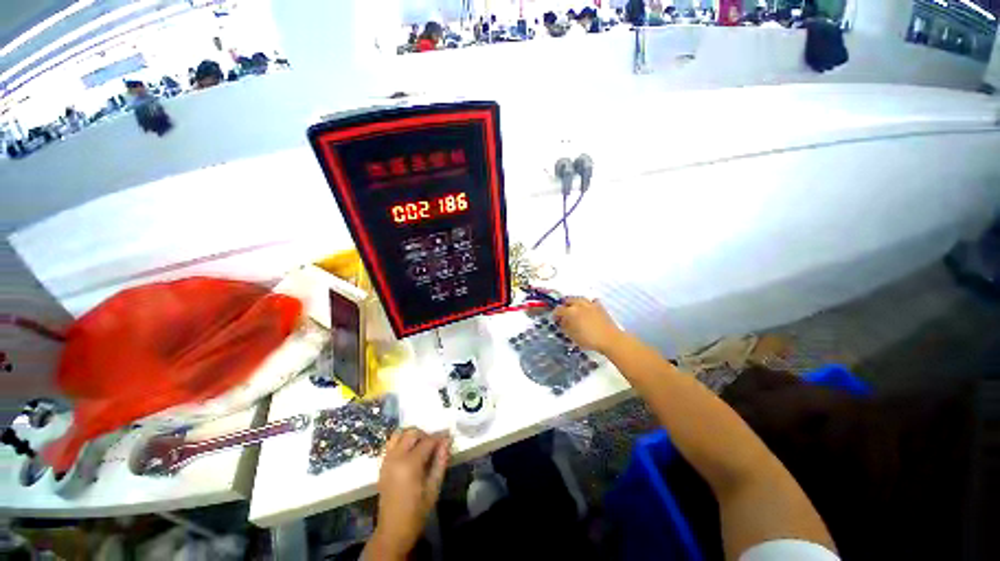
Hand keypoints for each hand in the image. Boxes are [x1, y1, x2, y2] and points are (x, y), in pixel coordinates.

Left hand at [367, 428, 450, 559]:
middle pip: (412, 433)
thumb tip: (447, 441)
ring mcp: (386, 460)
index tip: (448, 437)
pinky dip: (402, 441)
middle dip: (425, 434)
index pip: (427, 441)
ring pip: (399, 434)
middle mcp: (396, 458)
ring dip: (412, 435)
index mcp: (409, 465)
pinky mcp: (382, 464)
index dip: (440, 437)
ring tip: (421, 446)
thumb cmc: (417, 511)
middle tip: (435, 444)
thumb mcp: (434, 487)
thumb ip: (441, 461)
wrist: (393, 530)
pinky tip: (410, 452)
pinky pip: (391, 443)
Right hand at [554, 297, 623, 353]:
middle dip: (565, 305)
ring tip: (575, 309)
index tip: (555, 319)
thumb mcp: (572, 336)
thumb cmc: (589, 339)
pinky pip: (591, 301)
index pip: (558, 309)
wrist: (609, 339)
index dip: (555, 314)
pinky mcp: (599, 306)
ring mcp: (590, 304)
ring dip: (575, 303)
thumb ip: (565, 327)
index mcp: (570, 311)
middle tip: (564, 313)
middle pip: (568, 300)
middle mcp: (579, 304)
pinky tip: (588, 309)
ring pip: (579, 299)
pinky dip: (587, 304)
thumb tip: (562, 321)